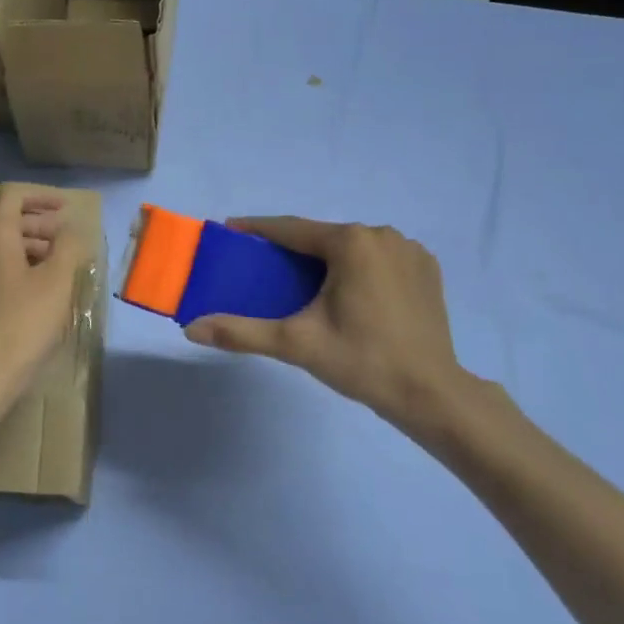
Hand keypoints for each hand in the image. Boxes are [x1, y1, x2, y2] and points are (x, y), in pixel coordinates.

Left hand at [0, 184, 87, 416]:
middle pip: (5, 220)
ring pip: (0, 247)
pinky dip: (19, 269)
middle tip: (67, 239)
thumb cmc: (21, 323)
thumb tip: (70, 229)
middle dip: (39, 224)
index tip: (66, 209)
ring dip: (31, 248)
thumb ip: (68, 247)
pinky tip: (39, 293)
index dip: (41, 196)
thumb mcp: (56, 281)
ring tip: (59, 267)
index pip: (12, 196)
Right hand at [184, 218, 486, 446]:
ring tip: (303, 283)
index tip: (230, 231)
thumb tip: (190, 328)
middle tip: (265, 268)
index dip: (257, 230)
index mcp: (350, 242)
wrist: (432, 395)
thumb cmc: (362, 361)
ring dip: (326, 258)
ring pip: (352, 247)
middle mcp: (381, 234)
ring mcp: (408, 249)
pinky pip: (378, 258)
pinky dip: (357, 268)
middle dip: (292, 250)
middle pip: (323, 238)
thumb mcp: (296, 344)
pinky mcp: (426, 268)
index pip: (291, 229)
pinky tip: (348, 292)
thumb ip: (241, 331)